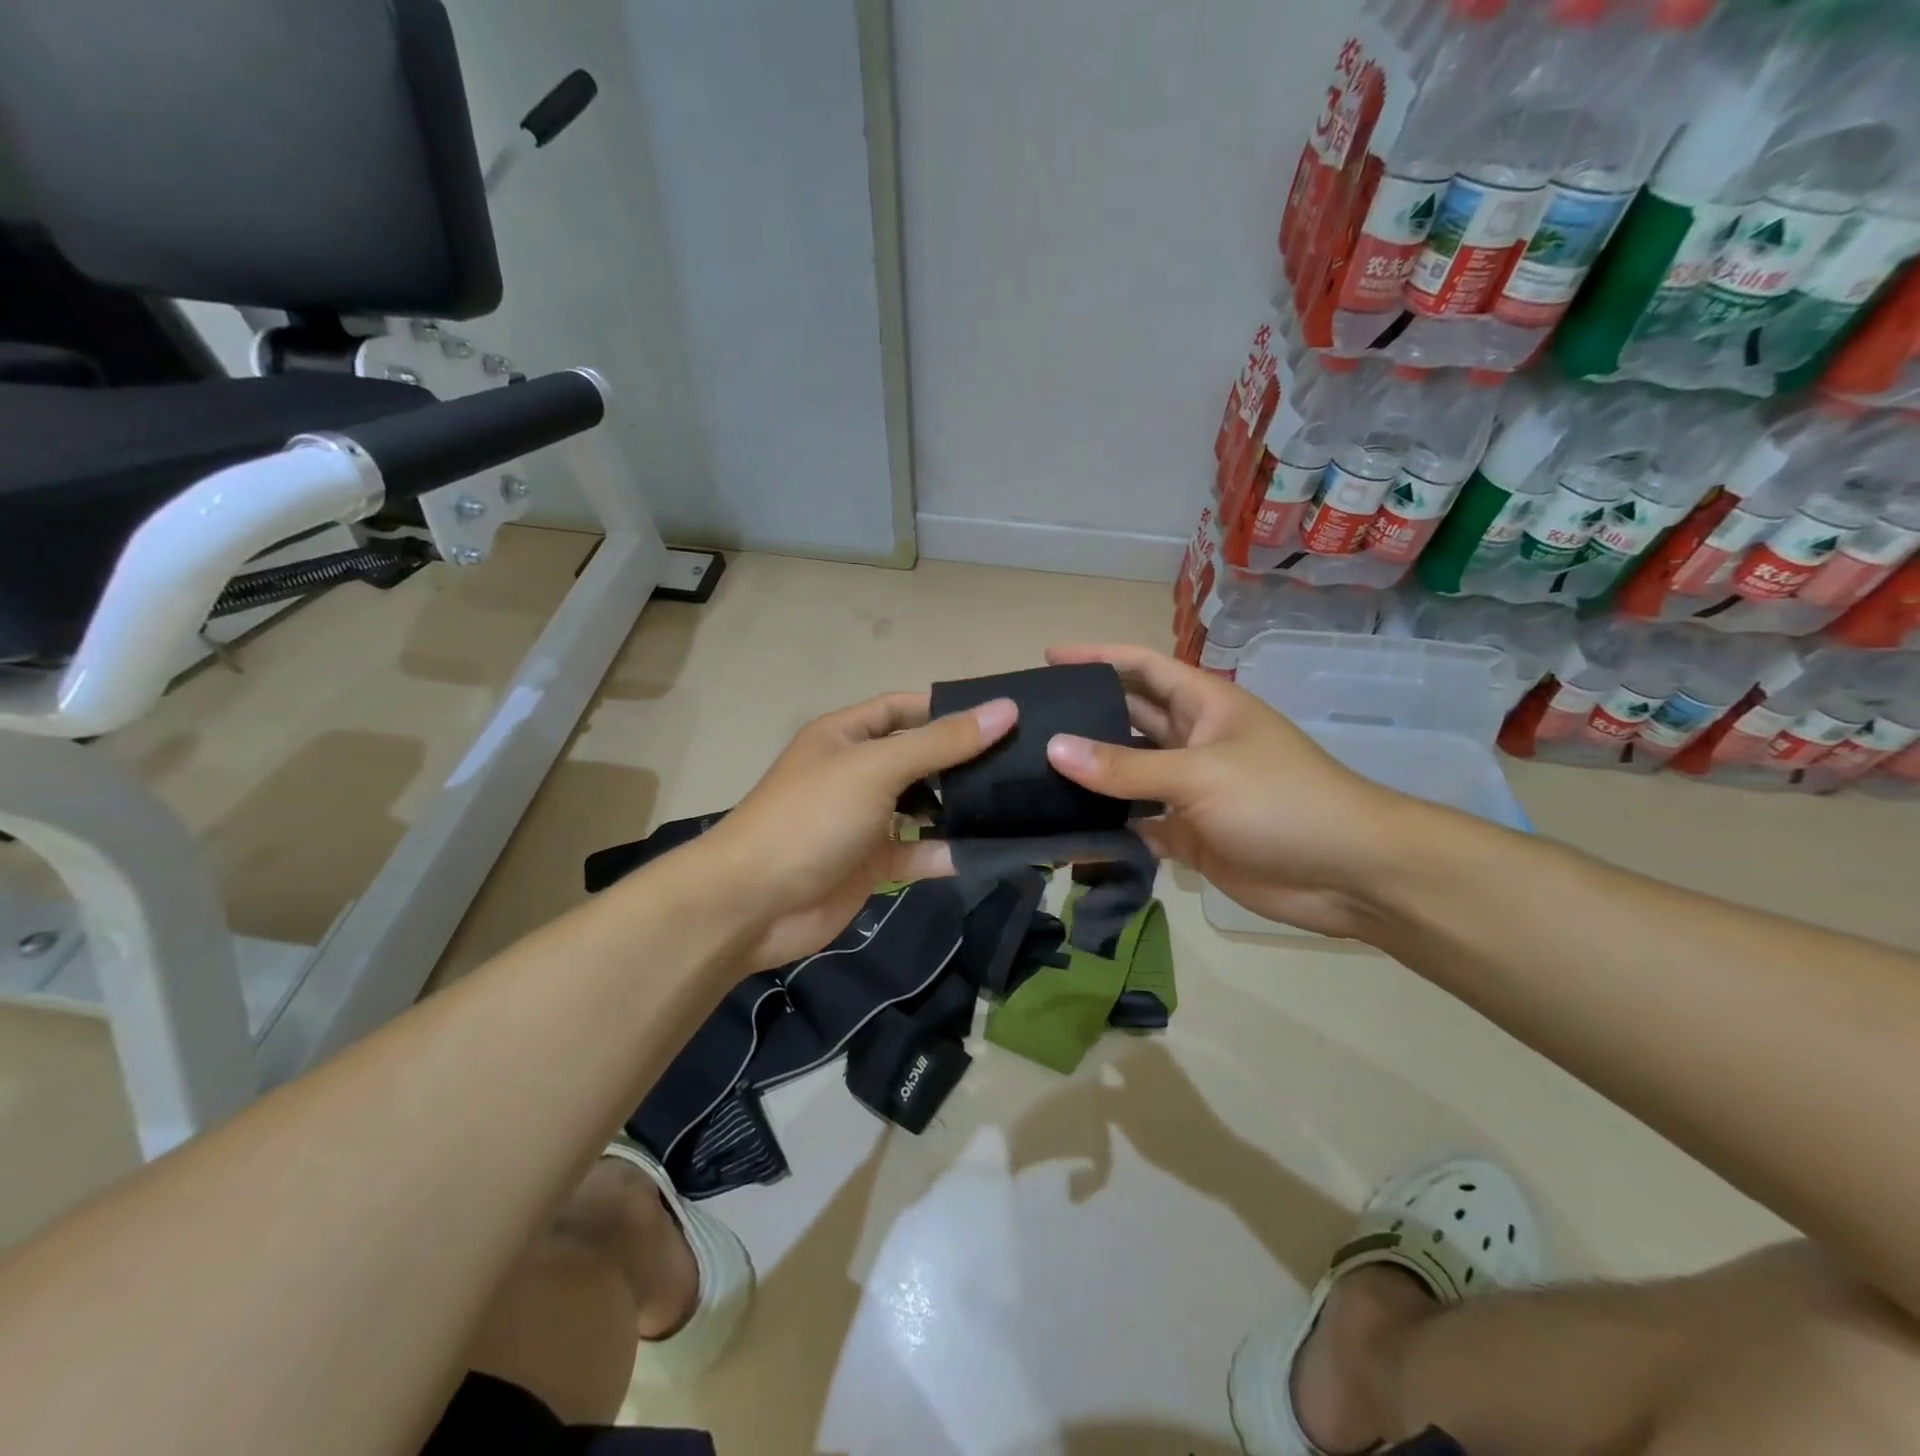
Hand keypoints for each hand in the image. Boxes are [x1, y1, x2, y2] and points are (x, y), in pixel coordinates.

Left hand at [692, 692, 1017, 969]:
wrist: (753, 904)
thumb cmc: (812, 817)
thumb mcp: (876, 768)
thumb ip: (941, 742)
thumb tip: (1005, 709)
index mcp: (847, 736)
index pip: (905, 709)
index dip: (949, 709)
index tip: (1004, 716)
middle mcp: (858, 773)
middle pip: (920, 758)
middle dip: (964, 760)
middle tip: (1024, 762)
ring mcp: (865, 821)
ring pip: (924, 807)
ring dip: (961, 808)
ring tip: (1019, 803)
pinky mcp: (873, 864)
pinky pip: (919, 852)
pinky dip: (948, 852)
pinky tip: (991, 850)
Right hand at [1042, 644, 1412, 938]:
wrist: (1348, 874)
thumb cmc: (1280, 801)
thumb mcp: (1199, 774)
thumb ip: (1125, 766)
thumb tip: (1054, 748)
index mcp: (1203, 705)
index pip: (1141, 668)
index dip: (1097, 658)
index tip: (1048, 657)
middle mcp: (1191, 741)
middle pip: (1127, 721)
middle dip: (1083, 718)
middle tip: (1026, 724)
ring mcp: (1189, 790)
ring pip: (1127, 776)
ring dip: (1090, 778)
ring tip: (1030, 777)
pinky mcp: (1188, 836)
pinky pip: (1136, 825)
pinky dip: (1107, 830)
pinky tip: (1066, 834)